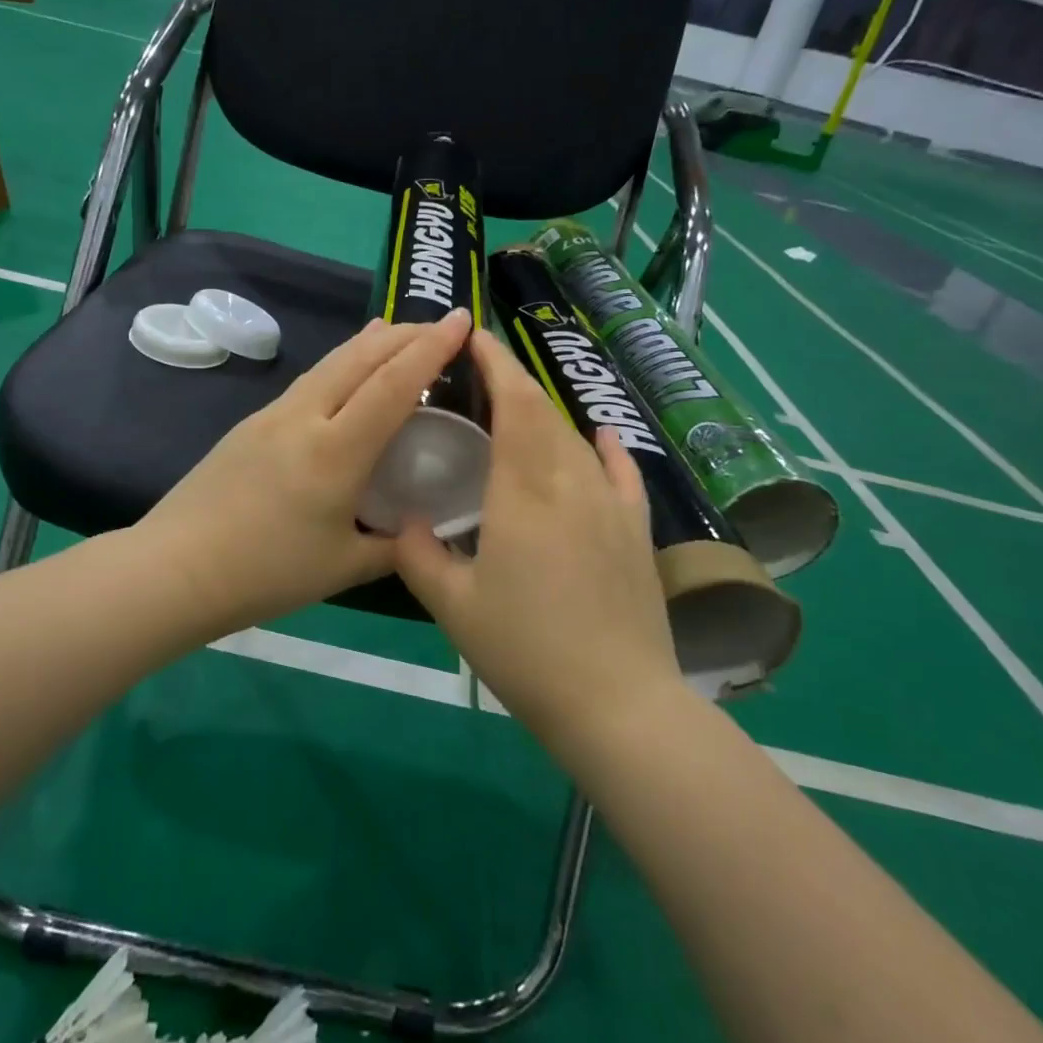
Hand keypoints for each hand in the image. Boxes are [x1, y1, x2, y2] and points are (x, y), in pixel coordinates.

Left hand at [136, 310, 473, 633]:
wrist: (175, 569)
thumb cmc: (265, 573)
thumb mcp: (343, 567)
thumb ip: (392, 547)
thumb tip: (420, 534)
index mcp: (336, 451)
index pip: (394, 384)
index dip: (432, 348)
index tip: (462, 320)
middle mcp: (304, 418)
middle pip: (361, 358)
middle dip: (405, 334)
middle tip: (439, 325)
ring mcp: (272, 416)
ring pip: (330, 363)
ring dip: (368, 343)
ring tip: (393, 331)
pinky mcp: (250, 424)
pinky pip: (307, 381)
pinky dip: (338, 365)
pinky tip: (342, 375)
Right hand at [393, 329, 680, 731]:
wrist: (617, 704)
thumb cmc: (525, 651)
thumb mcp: (454, 607)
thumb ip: (419, 555)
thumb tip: (406, 522)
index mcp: (524, 492)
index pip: (515, 405)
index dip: (496, 365)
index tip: (473, 338)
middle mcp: (572, 483)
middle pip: (544, 413)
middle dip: (514, 382)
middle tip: (481, 372)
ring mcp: (611, 506)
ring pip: (575, 439)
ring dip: (546, 414)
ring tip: (518, 408)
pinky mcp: (636, 531)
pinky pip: (622, 473)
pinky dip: (606, 447)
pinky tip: (599, 432)